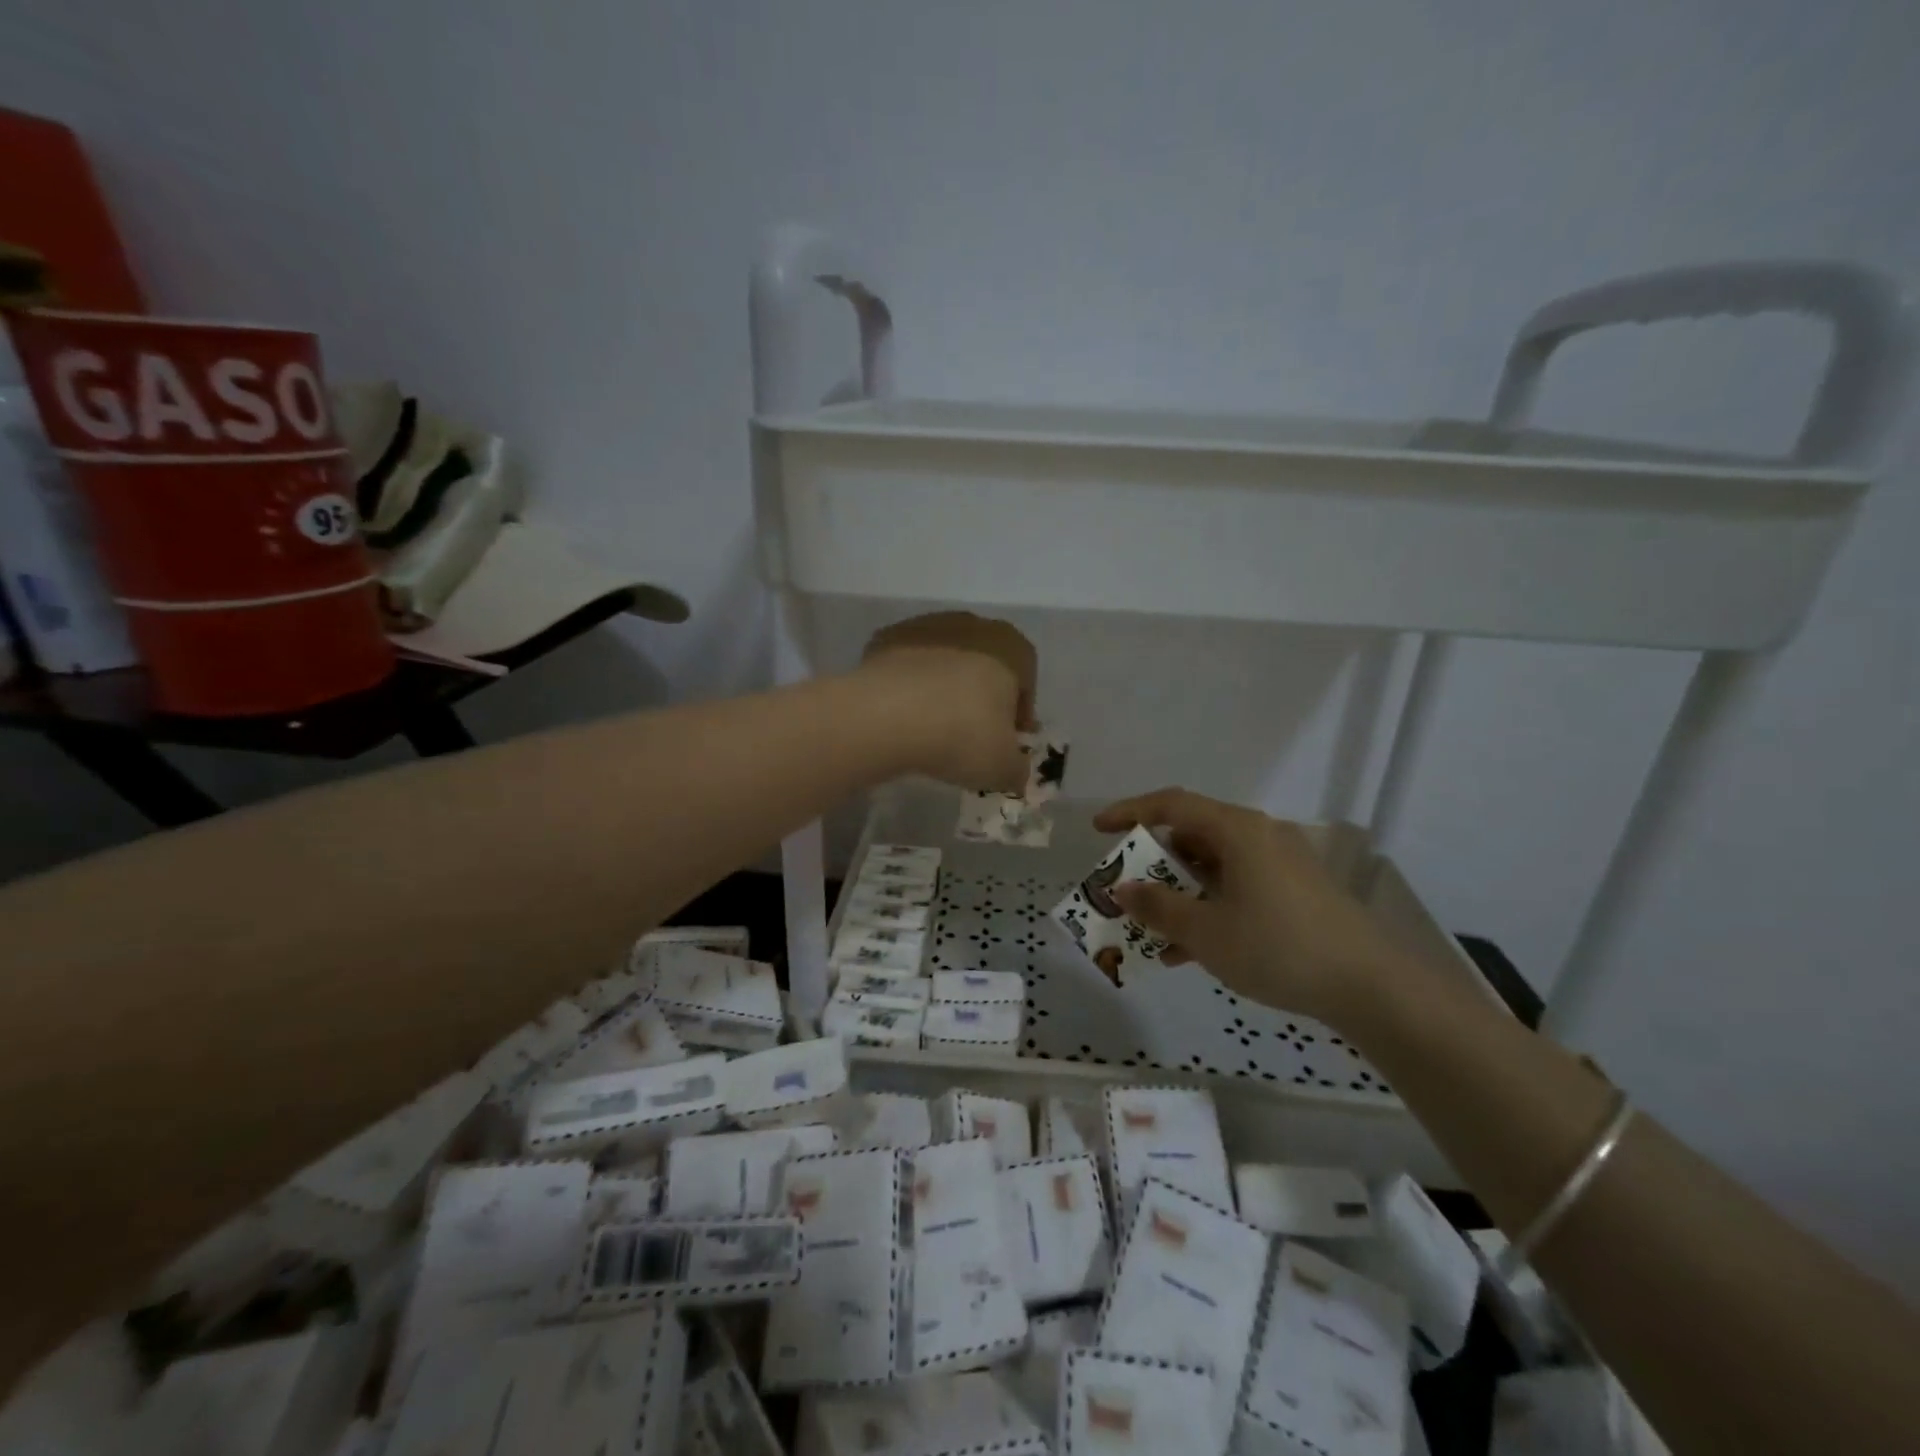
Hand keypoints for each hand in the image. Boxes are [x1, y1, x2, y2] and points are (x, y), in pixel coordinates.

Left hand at [857, 612, 1036, 792]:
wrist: (885, 716)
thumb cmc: (961, 735)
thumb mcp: (1003, 768)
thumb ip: (1017, 769)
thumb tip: (1015, 772)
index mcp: (1010, 647)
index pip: (1026, 677)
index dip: (1020, 711)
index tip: (1008, 739)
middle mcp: (972, 625)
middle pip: (985, 662)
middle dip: (981, 695)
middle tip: (971, 733)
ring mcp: (925, 626)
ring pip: (944, 660)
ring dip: (943, 687)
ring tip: (932, 726)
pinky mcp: (886, 637)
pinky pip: (908, 665)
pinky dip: (908, 685)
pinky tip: (902, 715)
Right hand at [1093, 787, 1406, 1028]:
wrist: (1371, 987)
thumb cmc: (1278, 947)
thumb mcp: (1205, 932)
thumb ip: (1158, 906)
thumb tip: (1122, 888)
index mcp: (1237, 830)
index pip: (1171, 804)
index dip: (1129, 812)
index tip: (1098, 830)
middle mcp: (1259, 836)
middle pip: (1192, 835)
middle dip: (1152, 863)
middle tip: (1125, 887)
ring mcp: (1281, 864)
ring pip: (1214, 867)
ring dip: (1178, 893)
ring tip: (1150, 929)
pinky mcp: (1296, 892)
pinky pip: (1237, 888)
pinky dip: (1208, 908)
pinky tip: (1189, 951)